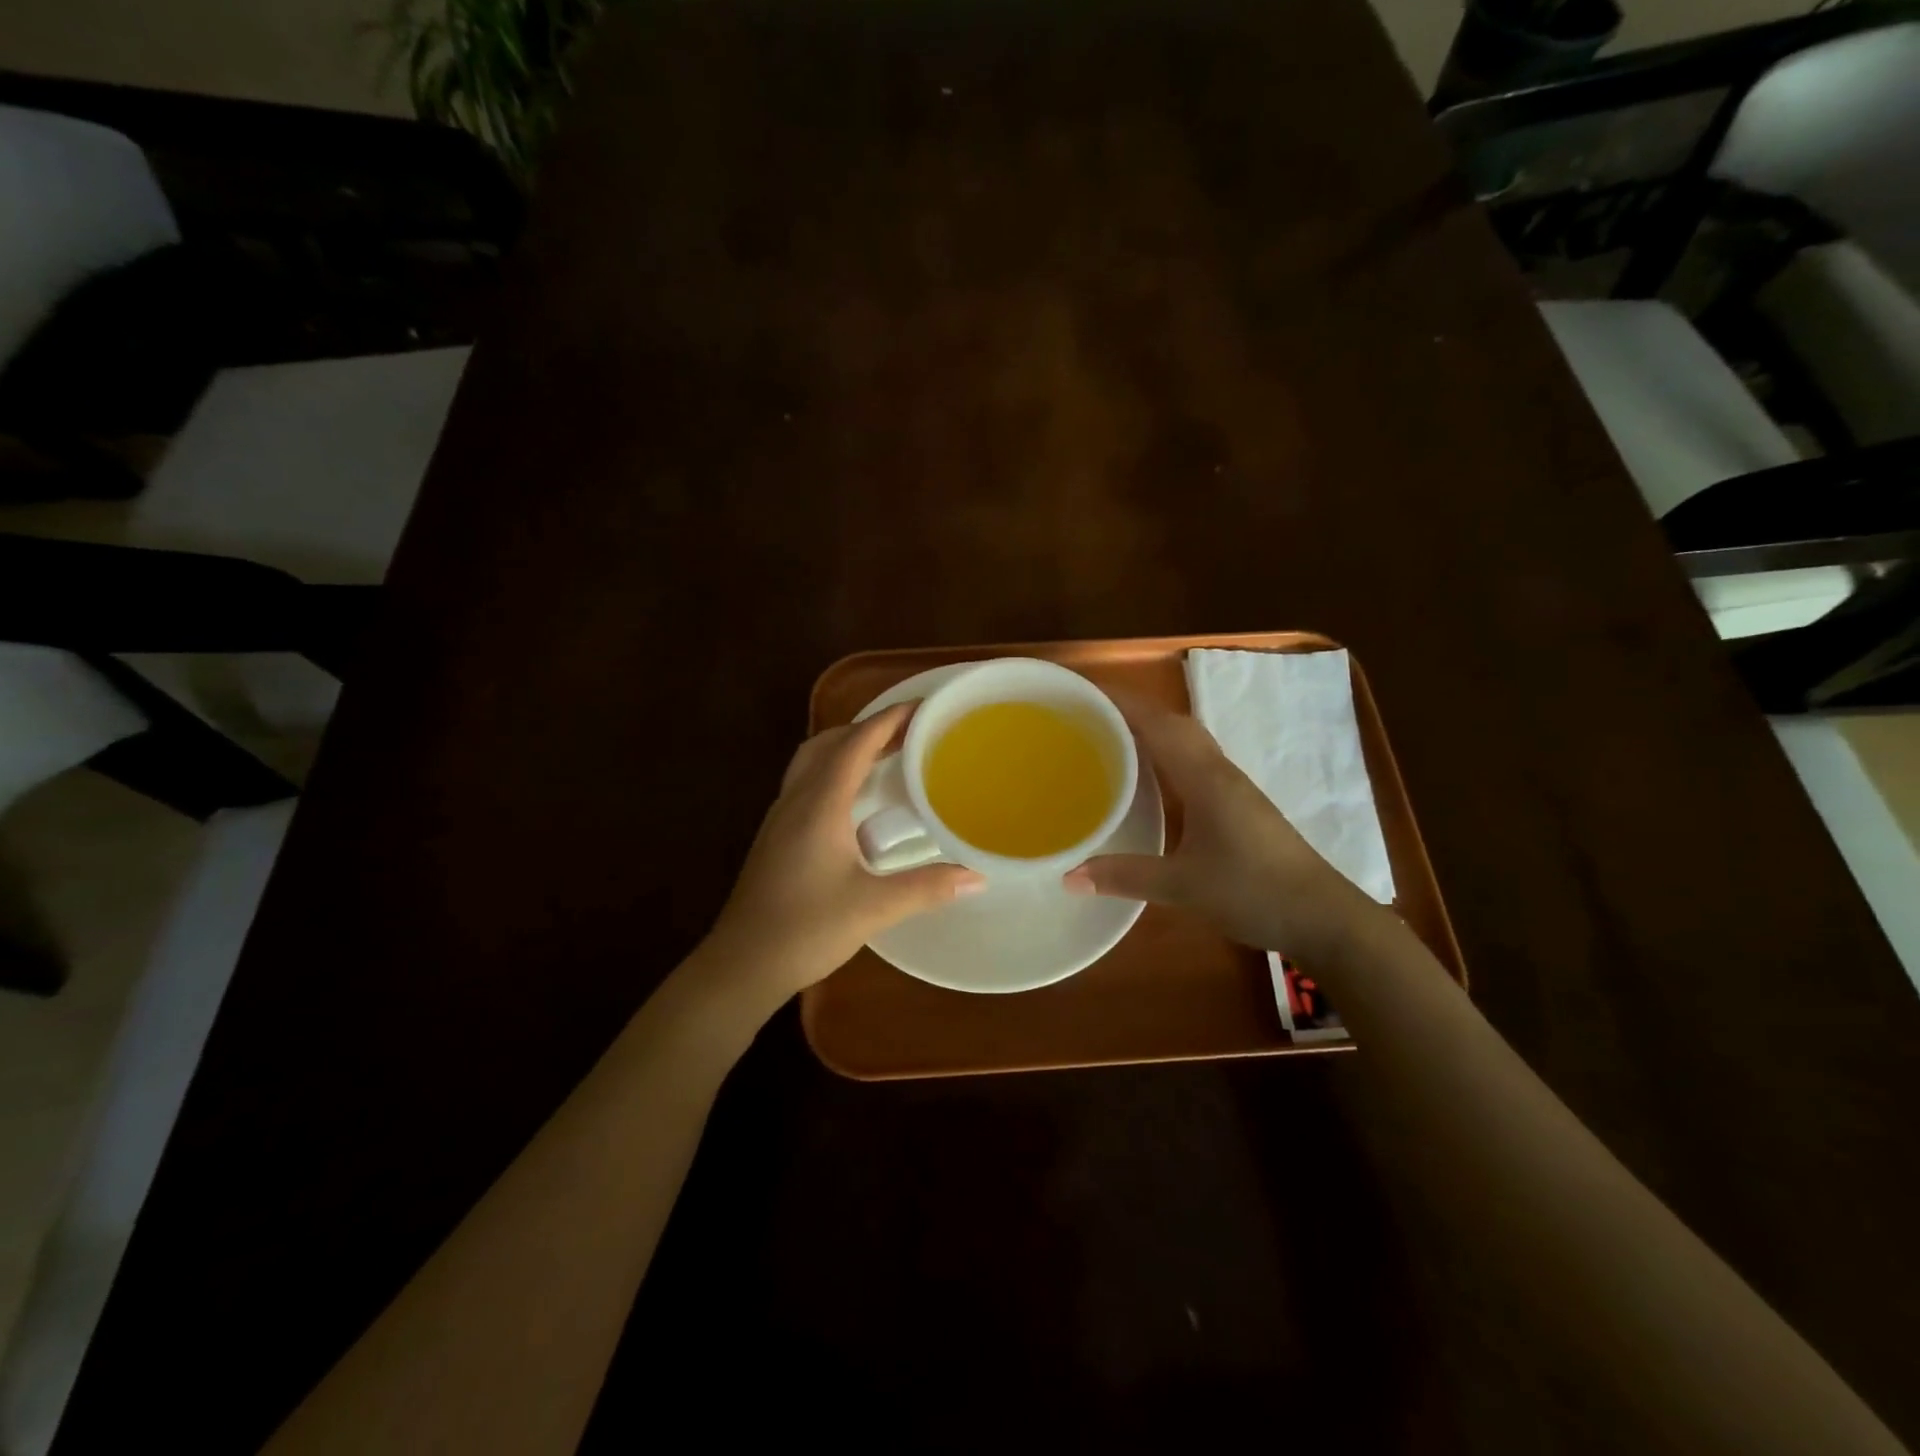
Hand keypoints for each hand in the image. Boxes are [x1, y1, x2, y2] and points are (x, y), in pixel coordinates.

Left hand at [703, 702, 984, 1004]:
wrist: (741, 964)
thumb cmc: (806, 929)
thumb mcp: (873, 907)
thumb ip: (927, 887)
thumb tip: (977, 877)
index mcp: (819, 804)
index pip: (855, 744)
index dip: (887, 720)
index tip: (920, 706)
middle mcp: (796, 800)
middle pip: (828, 743)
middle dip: (867, 728)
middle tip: (906, 731)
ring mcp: (780, 818)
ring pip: (811, 762)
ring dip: (845, 748)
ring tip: (883, 756)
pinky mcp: (775, 837)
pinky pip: (806, 784)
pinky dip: (832, 772)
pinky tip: (853, 802)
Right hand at [1064, 697, 1375, 962]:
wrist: (1323, 917)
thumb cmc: (1254, 891)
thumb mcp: (1184, 886)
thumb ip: (1126, 876)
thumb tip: (1068, 876)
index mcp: (1205, 779)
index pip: (1159, 725)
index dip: (1123, 703)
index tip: (1084, 691)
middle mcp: (1219, 773)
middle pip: (1174, 724)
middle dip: (1133, 710)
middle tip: (1090, 713)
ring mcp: (1233, 789)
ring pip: (1187, 742)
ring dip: (1152, 730)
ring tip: (1111, 736)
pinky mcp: (1239, 806)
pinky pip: (1194, 763)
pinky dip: (1167, 755)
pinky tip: (1150, 778)